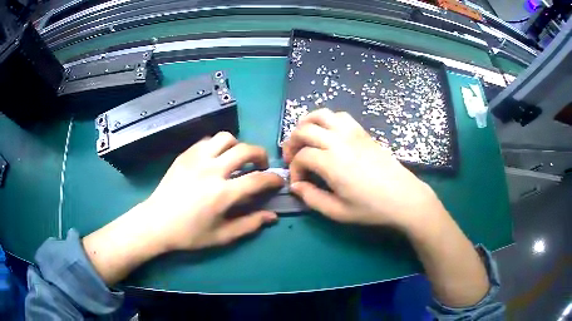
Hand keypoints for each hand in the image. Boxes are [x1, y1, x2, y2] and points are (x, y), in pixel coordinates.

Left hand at [143, 132, 283, 250]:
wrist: (156, 222)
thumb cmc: (189, 234)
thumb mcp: (221, 236)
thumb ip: (249, 225)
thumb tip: (272, 216)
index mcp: (222, 194)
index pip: (257, 179)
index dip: (273, 179)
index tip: (277, 181)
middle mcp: (212, 170)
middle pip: (245, 150)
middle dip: (260, 155)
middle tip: (260, 165)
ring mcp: (196, 159)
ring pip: (226, 137)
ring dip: (237, 146)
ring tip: (236, 159)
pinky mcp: (185, 155)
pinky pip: (207, 140)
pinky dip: (218, 146)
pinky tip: (215, 159)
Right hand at [282, 108, 445, 229]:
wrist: (404, 198)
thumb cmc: (371, 208)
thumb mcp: (338, 211)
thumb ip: (312, 198)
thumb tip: (295, 186)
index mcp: (331, 162)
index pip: (301, 157)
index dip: (294, 170)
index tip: (299, 184)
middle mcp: (339, 141)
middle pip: (305, 129)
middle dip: (292, 142)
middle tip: (292, 157)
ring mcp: (352, 133)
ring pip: (321, 114)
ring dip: (307, 123)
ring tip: (305, 138)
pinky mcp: (363, 132)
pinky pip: (340, 116)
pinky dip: (327, 120)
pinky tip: (328, 134)